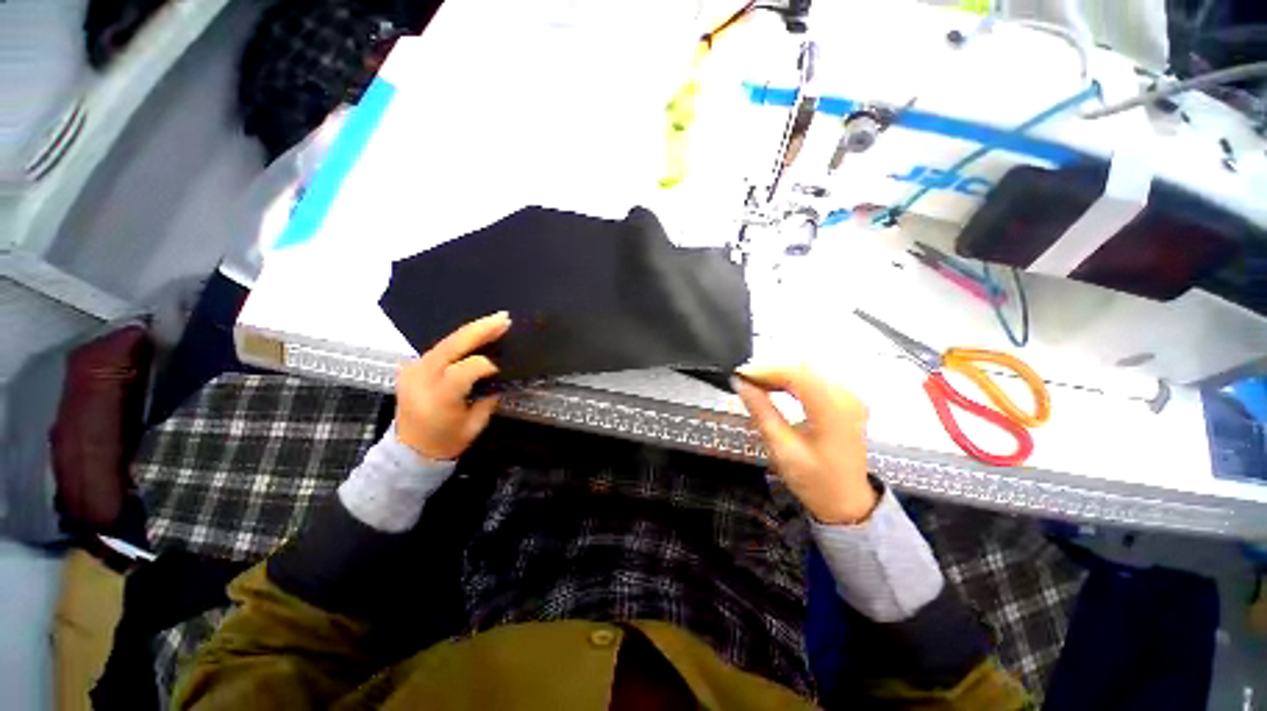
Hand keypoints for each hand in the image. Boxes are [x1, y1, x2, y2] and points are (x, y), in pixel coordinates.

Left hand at [395, 312, 510, 459]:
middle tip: (504, 319)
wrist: (408, 452)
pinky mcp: (411, 367)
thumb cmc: (445, 442)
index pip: (465, 369)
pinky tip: (476, 334)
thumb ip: (488, 398)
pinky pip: (439, 347)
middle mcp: (421, 379)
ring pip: (445, 342)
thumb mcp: (474, 425)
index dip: (487, 364)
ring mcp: (412, 370)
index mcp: (438, 398)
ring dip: (472, 330)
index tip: (503, 367)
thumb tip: (499, 375)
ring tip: (495, 321)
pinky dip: (460, 340)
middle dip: (480, 330)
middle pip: (452, 346)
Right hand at [733, 366, 875, 524]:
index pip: (794, 374)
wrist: (847, 503)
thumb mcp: (781, 447)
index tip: (739, 375)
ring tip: (755, 385)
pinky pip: (815, 381)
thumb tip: (741, 385)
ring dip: (779, 376)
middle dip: (770, 372)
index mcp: (833, 409)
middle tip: (744, 381)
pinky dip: (792, 382)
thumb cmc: (815, 481)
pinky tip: (776, 388)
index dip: (764, 371)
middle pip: (802, 369)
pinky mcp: (845, 403)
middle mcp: (846, 397)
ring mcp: (849, 398)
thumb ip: (761, 410)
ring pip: (807, 373)